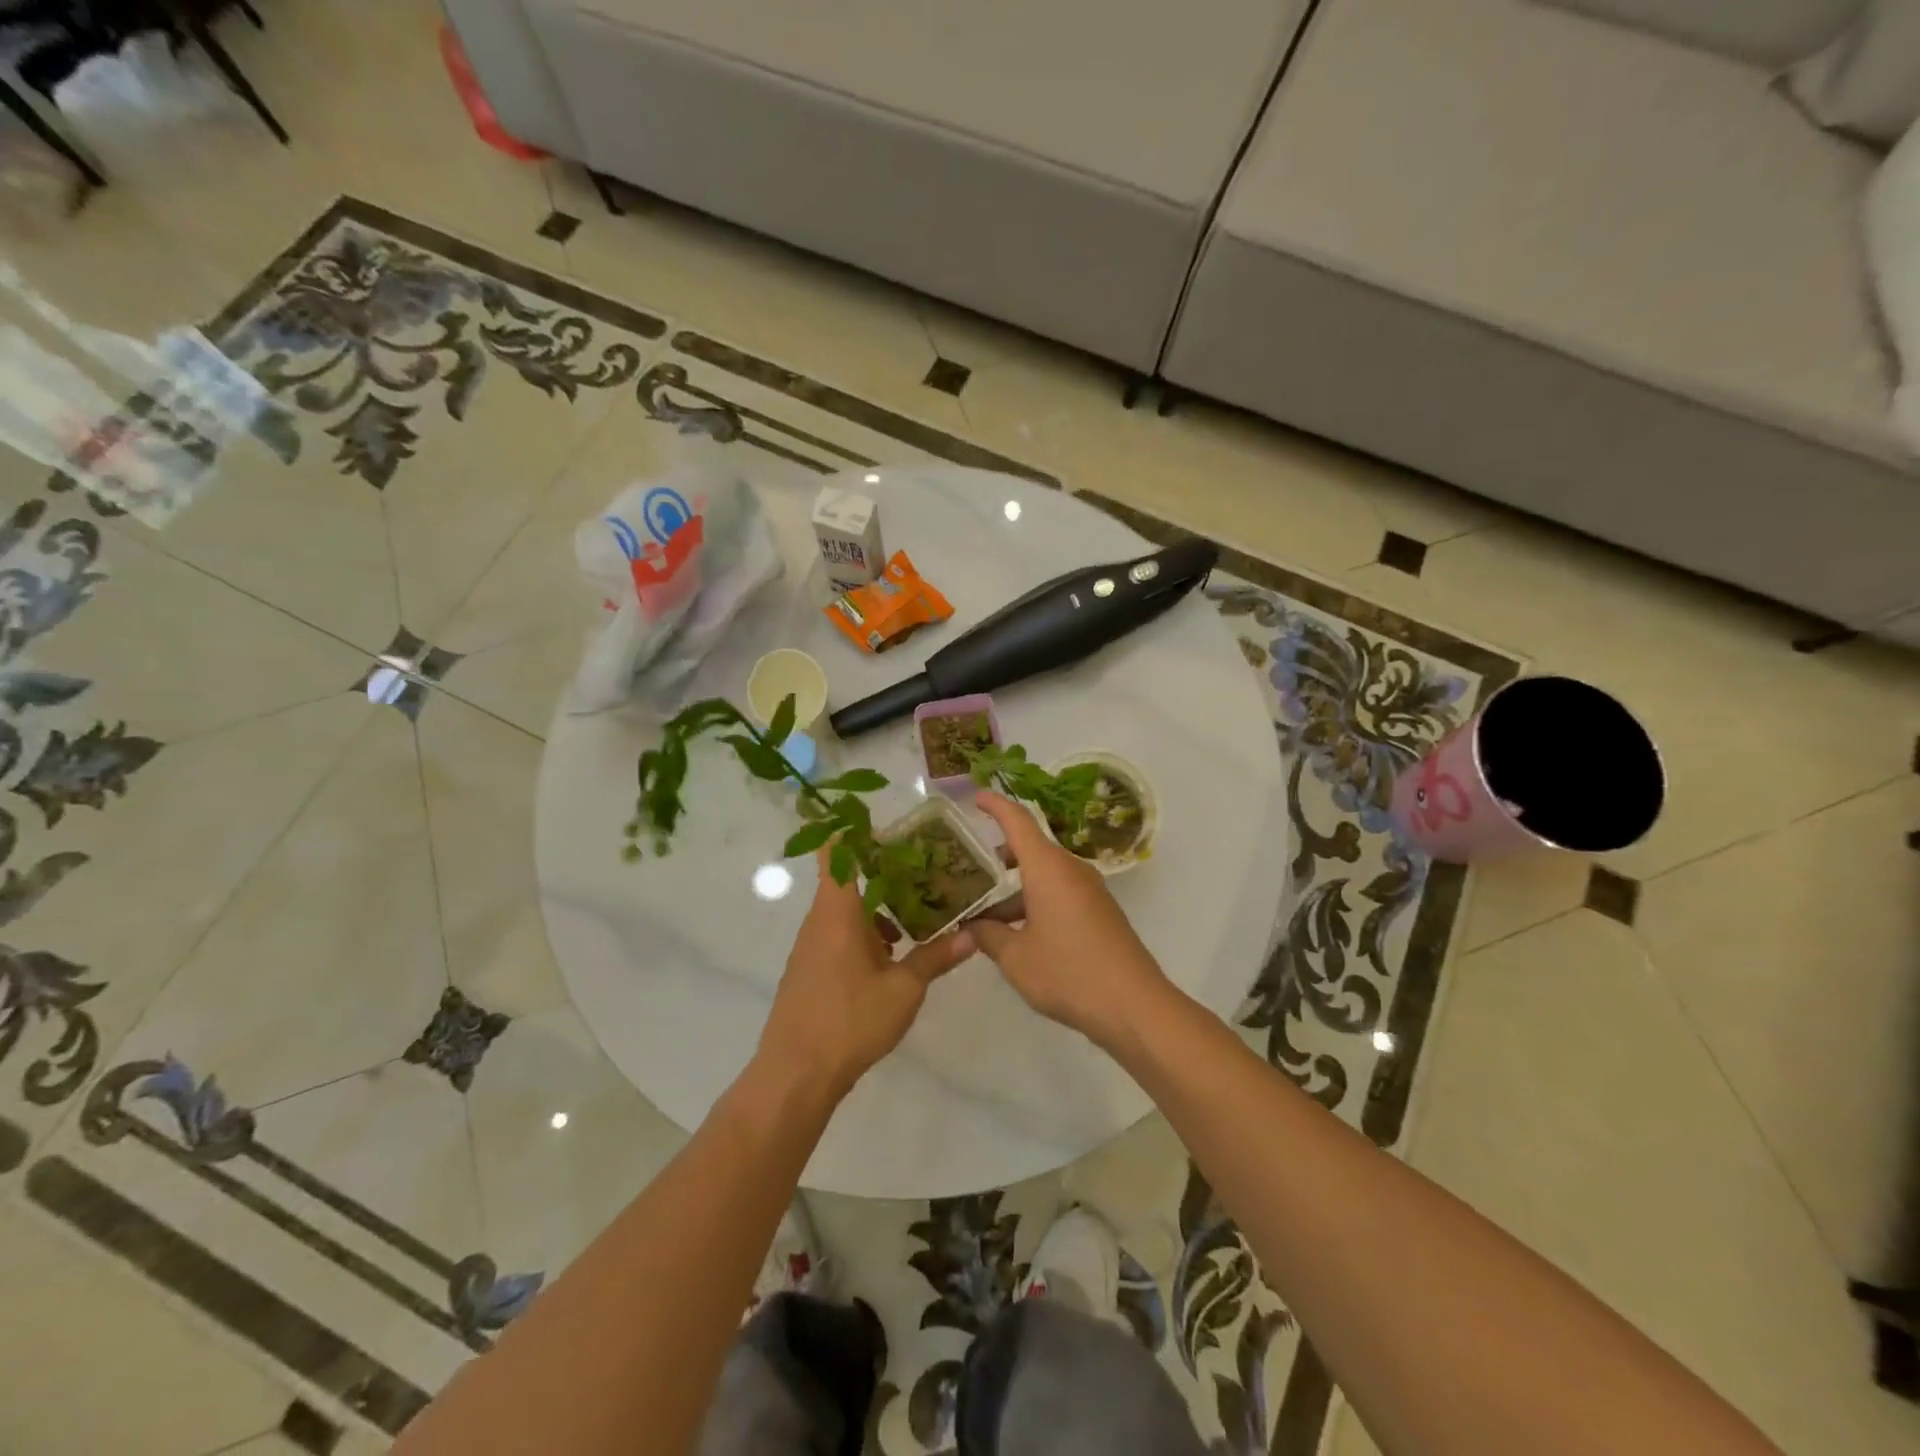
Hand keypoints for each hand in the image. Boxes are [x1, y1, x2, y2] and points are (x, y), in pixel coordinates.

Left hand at [756, 848, 976, 1100]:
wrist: (796, 1073)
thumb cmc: (850, 1021)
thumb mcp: (903, 990)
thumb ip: (935, 957)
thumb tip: (972, 935)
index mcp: (838, 912)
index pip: (834, 852)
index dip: (849, 828)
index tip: (877, 818)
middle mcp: (820, 920)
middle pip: (846, 878)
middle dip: (881, 870)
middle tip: (920, 866)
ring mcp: (811, 945)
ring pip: (844, 910)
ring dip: (876, 907)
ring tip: (914, 913)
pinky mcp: (809, 968)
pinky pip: (838, 934)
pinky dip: (864, 932)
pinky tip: (891, 957)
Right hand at [969, 792, 1172, 1049]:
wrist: (1134, 1005)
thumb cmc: (1069, 973)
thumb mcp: (1016, 959)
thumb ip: (988, 936)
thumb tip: (971, 926)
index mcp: (1048, 868)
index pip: (1018, 820)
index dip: (996, 805)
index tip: (976, 796)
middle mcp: (1070, 869)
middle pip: (1031, 848)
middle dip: (999, 855)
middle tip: (969, 869)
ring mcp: (1089, 890)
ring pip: (1045, 874)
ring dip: (1016, 886)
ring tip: (985, 913)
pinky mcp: (1100, 911)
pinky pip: (1060, 892)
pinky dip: (1035, 899)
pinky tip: (1018, 931)